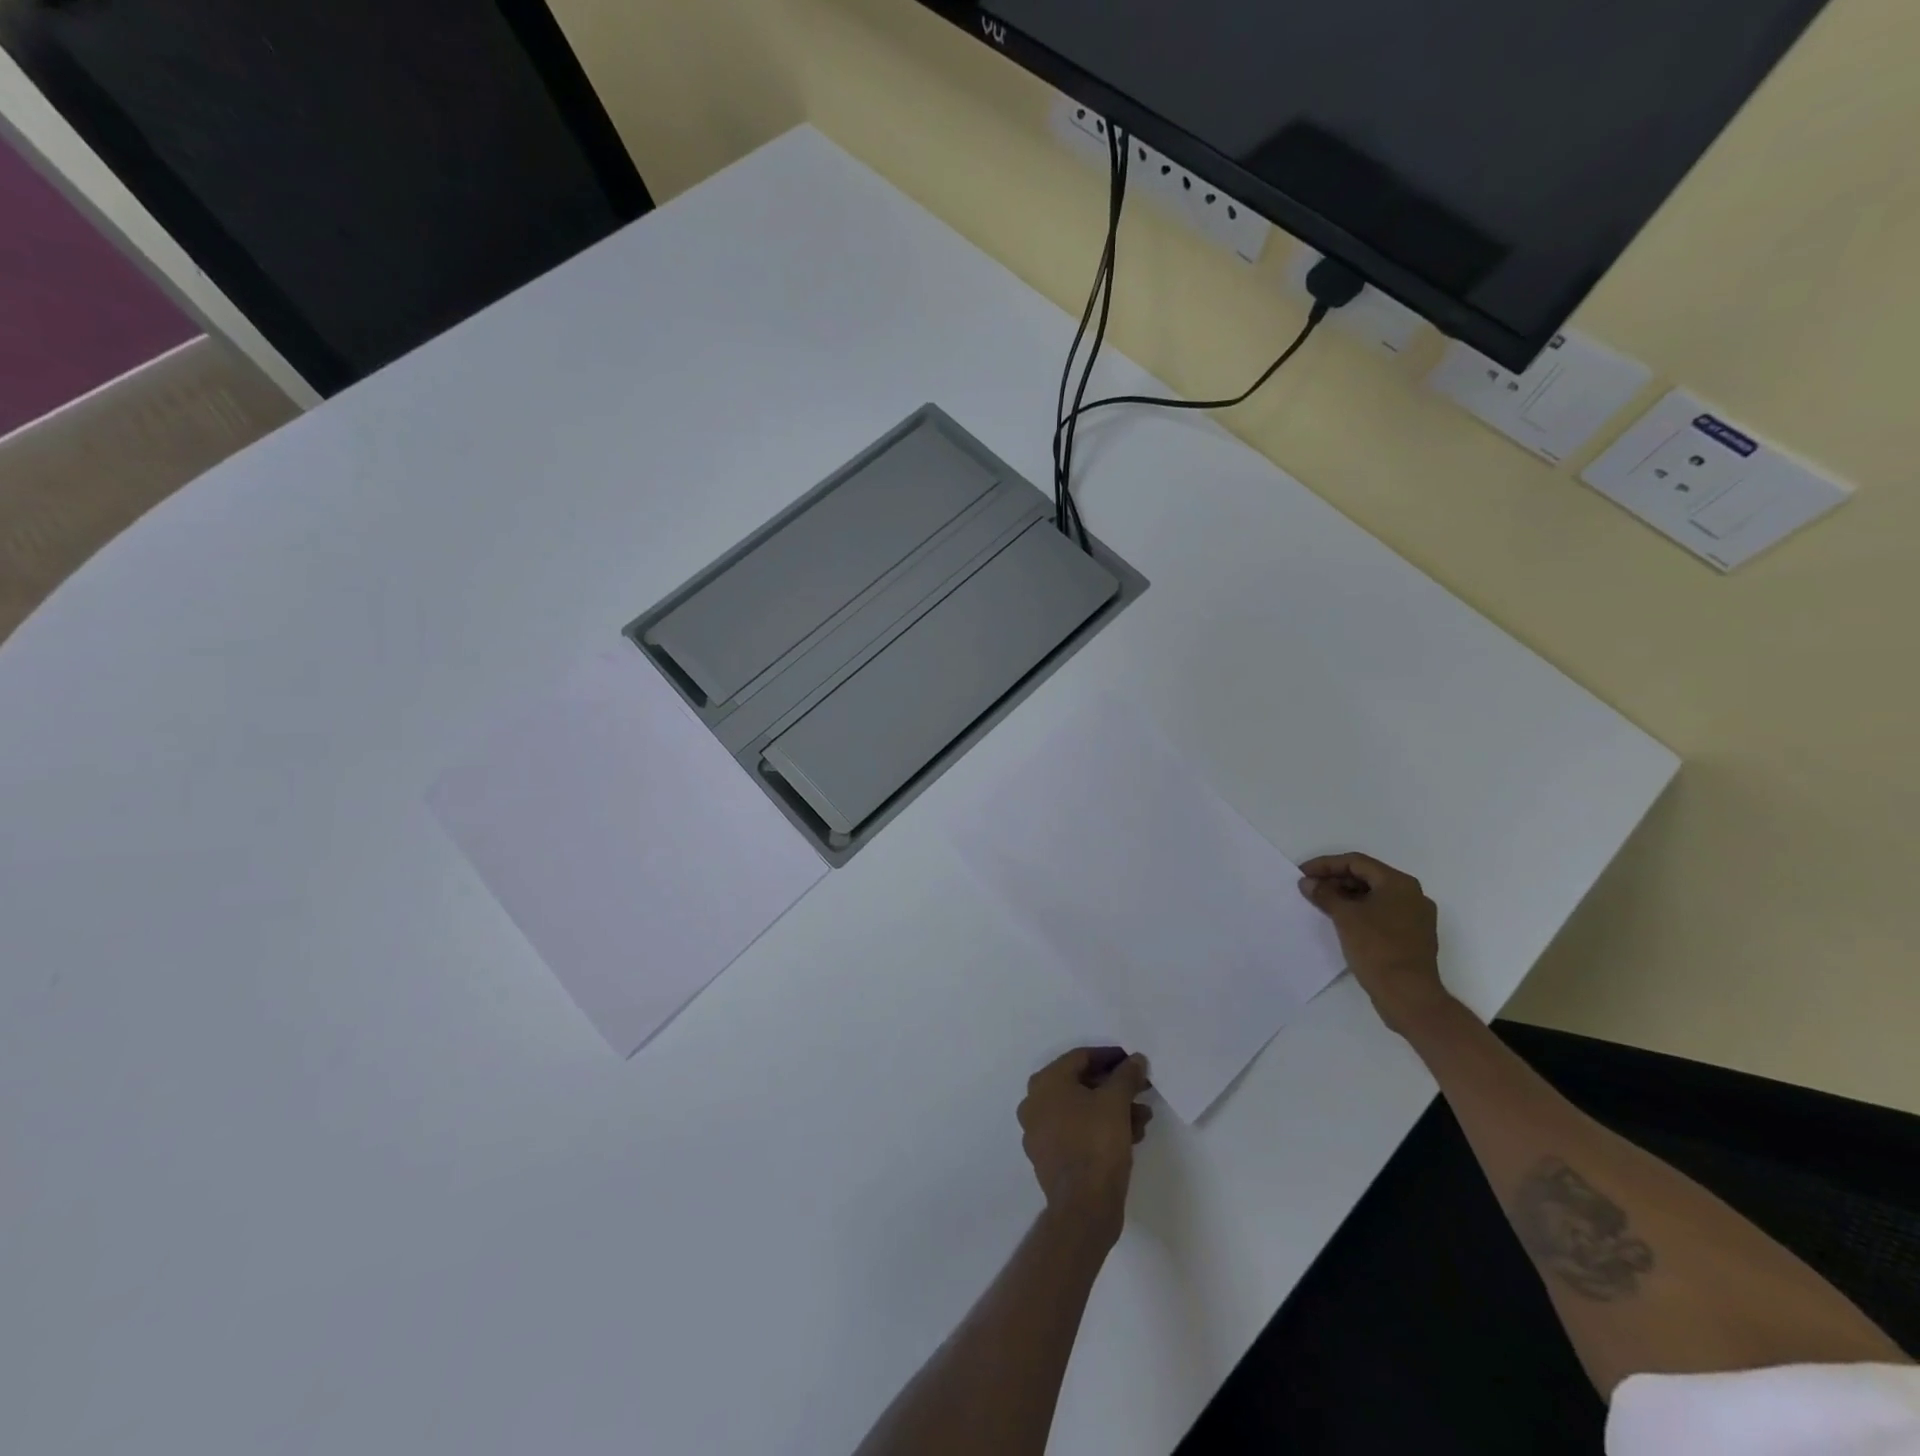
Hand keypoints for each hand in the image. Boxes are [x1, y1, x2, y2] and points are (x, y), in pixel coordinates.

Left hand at [1018, 1048, 1152, 1244]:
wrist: (1084, 1207)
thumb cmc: (1096, 1143)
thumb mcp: (1116, 1102)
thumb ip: (1126, 1075)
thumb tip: (1135, 1059)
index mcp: (1045, 1082)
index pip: (1081, 1057)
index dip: (1111, 1057)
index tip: (1133, 1062)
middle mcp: (1035, 1102)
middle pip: (1081, 1084)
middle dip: (1115, 1087)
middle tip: (1142, 1090)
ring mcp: (1039, 1131)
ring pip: (1082, 1110)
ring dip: (1113, 1109)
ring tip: (1143, 1118)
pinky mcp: (1049, 1157)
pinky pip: (1077, 1131)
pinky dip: (1101, 1128)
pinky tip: (1130, 1136)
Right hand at [1298, 853, 1452, 1034]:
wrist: (1409, 995)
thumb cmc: (1377, 948)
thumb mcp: (1344, 917)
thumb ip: (1324, 894)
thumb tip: (1308, 882)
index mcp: (1399, 883)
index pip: (1356, 862)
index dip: (1325, 865)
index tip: (1302, 873)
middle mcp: (1412, 895)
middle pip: (1367, 877)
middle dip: (1335, 880)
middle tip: (1309, 889)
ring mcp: (1415, 917)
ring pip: (1374, 896)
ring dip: (1346, 896)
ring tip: (1320, 904)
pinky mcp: (1412, 936)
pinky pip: (1381, 913)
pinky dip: (1360, 912)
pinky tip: (1341, 921)